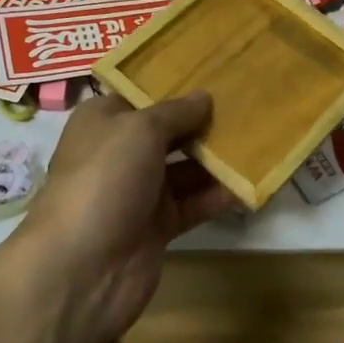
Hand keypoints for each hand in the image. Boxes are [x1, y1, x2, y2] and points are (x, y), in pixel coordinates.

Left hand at [0, 91, 236, 342]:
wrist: (82, 268)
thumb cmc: (105, 179)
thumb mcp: (140, 129)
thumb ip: (176, 112)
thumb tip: (204, 97)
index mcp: (104, 122)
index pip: (143, 95)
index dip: (177, 85)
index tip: (218, 74)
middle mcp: (120, 153)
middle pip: (169, 132)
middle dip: (204, 121)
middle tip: (251, 105)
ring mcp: (139, 192)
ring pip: (186, 168)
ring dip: (218, 158)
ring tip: (261, 139)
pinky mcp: (158, 227)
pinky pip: (194, 203)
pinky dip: (219, 195)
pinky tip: (252, 181)